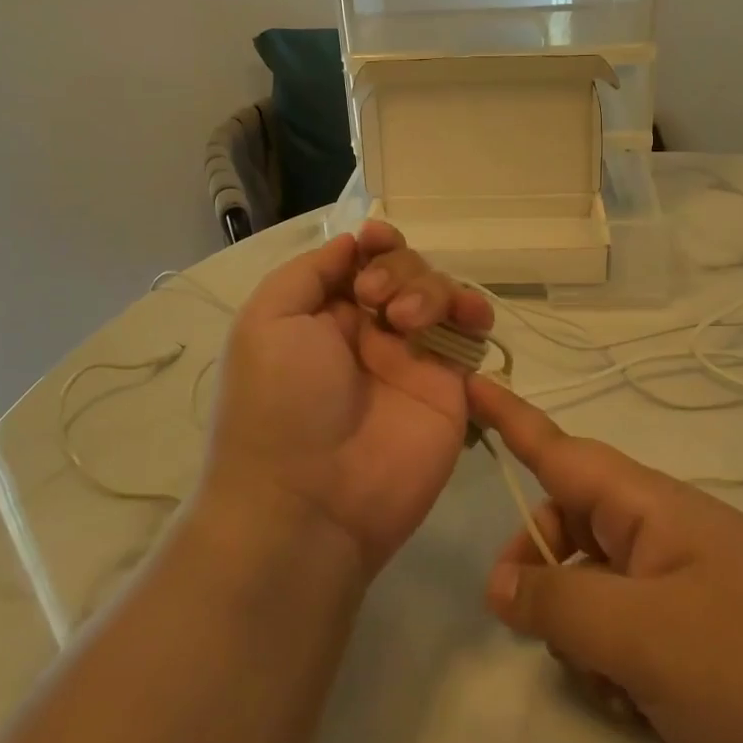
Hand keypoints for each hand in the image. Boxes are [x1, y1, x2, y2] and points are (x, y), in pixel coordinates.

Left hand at [204, 222, 494, 576]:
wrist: (310, 501)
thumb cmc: (278, 404)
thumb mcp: (267, 321)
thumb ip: (309, 272)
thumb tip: (351, 243)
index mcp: (323, 315)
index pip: (360, 261)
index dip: (374, 244)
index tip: (376, 241)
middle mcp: (368, 331)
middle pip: (404, 269)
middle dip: (396, 268)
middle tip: (374, 300)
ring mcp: (411, 358)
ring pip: (439, 293)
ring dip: (430, 288)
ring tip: (408, 320)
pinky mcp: (448, 387)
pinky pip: (471, 335)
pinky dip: (475, 312)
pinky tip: (469, 315)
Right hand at [468, 379, 742, 742]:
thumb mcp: (643, 638)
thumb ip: (559, 603)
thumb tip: (500, 584)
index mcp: (646, 505)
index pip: (560, 450)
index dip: (509, 417)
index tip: (468, 383)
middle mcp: (659, 529)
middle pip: (567, 527)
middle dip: (543, 574)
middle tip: (542, 632)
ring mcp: (682, 577)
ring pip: (593, 585)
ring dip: (584, 634)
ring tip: (623, 690)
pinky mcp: (700, 624)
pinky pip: (629, 625)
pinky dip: (619, 663)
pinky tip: (649, 708)